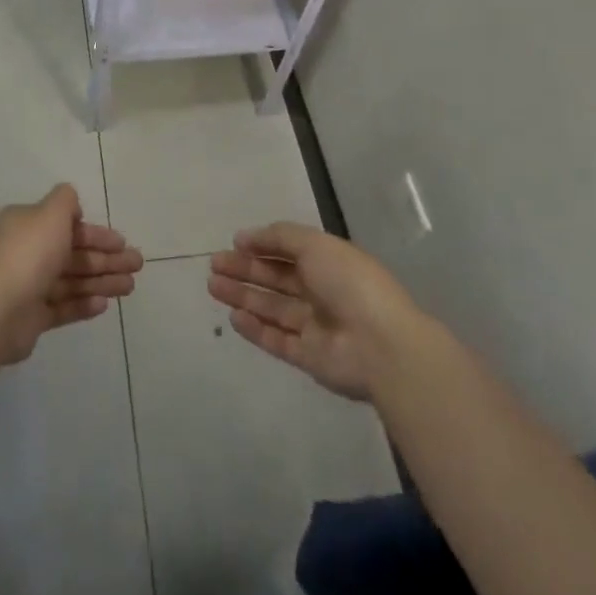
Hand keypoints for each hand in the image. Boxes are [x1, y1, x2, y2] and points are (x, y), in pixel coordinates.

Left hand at [0, 185, 143, 363]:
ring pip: (72, 280)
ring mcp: (28, 286)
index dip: (97, 233)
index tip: (122, 242)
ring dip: (102, 281)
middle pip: (73, 254)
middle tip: (137, 265)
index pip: (67, 225)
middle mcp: (26, 252)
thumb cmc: (27, 254)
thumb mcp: (50, 213)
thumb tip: (73, 207)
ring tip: (130, 287)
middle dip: (106, 258)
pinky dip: (83, 304)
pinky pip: (62, 307)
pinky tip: (104, 304)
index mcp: (26, 225)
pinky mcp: (31, 318)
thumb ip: (65, 202)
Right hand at [208, 222, 421, 400]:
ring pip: (272, 307)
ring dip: (243, 296)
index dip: (261, 245)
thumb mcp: (315, 244)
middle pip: (276, 279)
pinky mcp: (309, 357)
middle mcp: (321, 292)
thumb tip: (245, 237)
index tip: (234, 242)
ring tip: (213, 286)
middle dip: (245, 270)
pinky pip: (277, 339)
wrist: (382, 346)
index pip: (288, 251)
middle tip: (214, 265)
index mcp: (328, 262)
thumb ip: (279, 237)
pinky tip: (233, 317)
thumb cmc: (349, 284)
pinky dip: (255, 329)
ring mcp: (315, 326)